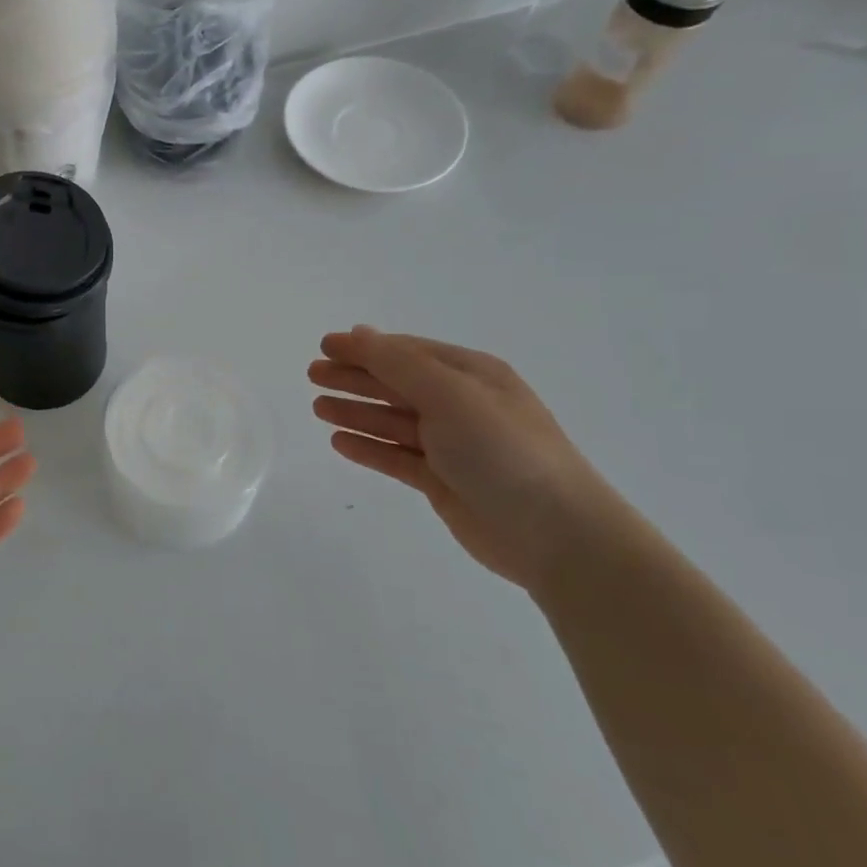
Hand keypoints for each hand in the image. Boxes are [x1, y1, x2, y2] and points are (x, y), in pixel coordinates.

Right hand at [309, 327, 620, 590]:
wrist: (554, 532)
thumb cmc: (502, 450)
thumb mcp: (449, 394)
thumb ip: (398, 364)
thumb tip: (359, 333)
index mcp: (471, 375)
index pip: (407, 353)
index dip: (365, 348)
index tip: (324, 346)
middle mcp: (461, 405)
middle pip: (396, 384)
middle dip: (354, 377)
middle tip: (312, 375)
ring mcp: (452, 445)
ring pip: (392, 421)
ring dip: (356, 411)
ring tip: (317, 408)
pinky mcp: (443, 482)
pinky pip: (396, 457)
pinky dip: (369, 447)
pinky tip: (339, 442)